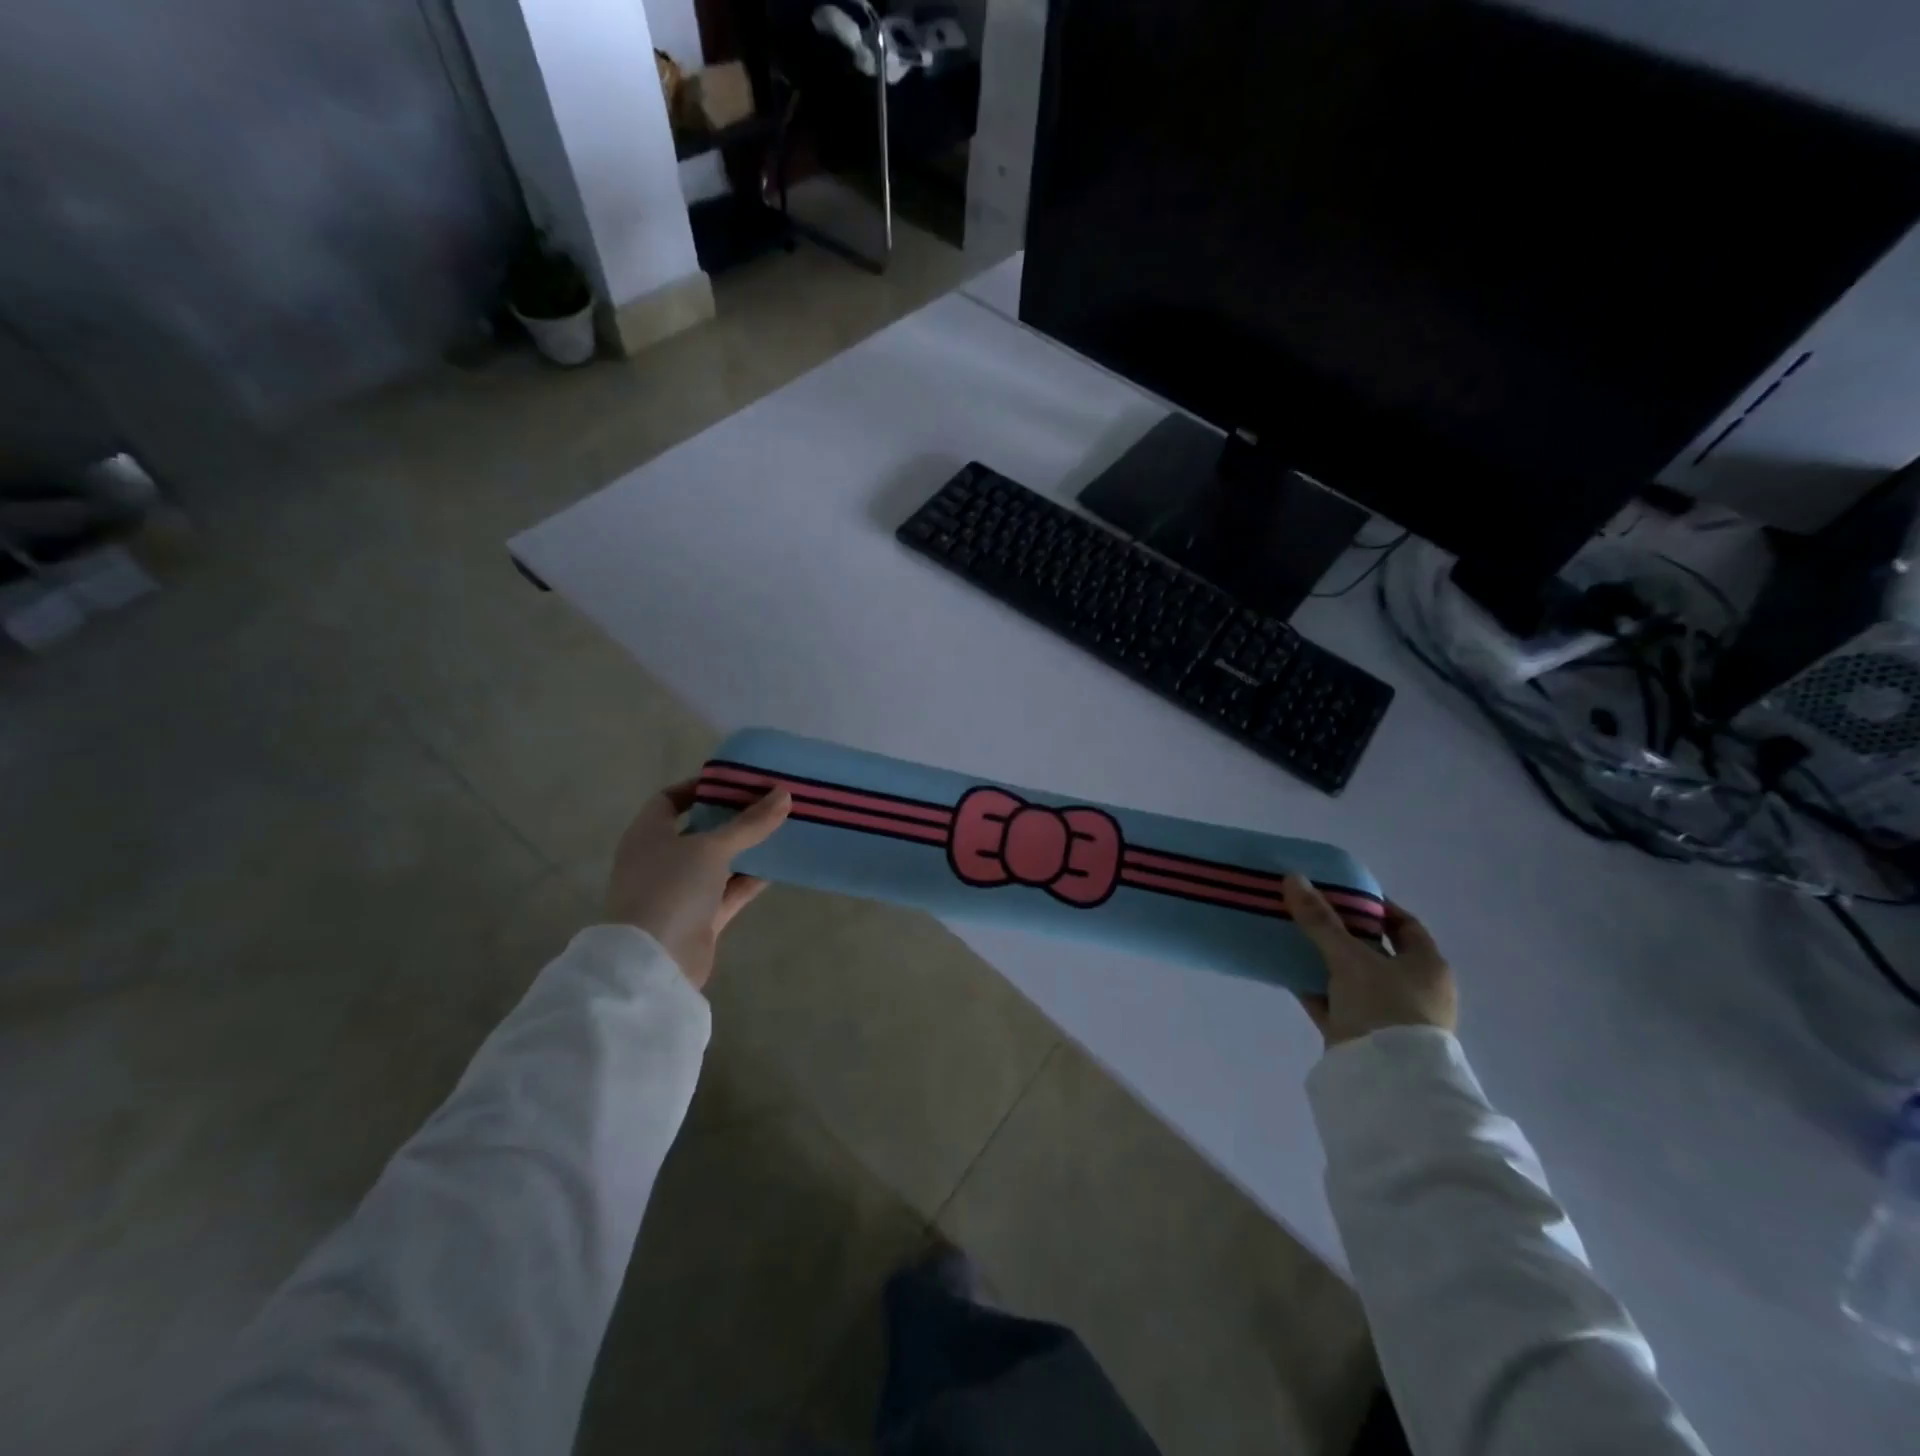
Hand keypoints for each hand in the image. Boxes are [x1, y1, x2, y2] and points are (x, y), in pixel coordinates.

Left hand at [604, 780, 791, 991]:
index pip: (670, 799)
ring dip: (745, 849)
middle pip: (699, 830)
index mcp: (648, 834)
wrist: (654, 961)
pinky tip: (778, 866)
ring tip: (780, 829)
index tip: (736, 781)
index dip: (700, 787)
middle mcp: (660, 859)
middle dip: (731, 817)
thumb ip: (750, 823)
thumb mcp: (712, 847)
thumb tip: (784, 793)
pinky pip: (728, 891)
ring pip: (717, 862)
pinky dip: (749, 880)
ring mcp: (679, 891)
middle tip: (768, 802)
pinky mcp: (699, 918)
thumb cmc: (671, 888)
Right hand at [1280, 876, 1456, 1047]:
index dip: (1374, 906)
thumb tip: (1293, 877)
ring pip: (1350, 976)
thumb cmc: (1384, 1008)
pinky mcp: (1360, 1034)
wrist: (1386, 1081)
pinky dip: (1313, 986)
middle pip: (1373, 950)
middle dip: (1340, 930)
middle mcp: (1413, 989)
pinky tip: (1285, 969)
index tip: (1340, 892)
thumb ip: (1320, 920)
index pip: (1404, 924)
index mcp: (1427, 966)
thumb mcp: (1350, 958)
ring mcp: (1387, 1014)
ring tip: (1290, 934)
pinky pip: (1333, 1001)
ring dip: (1322, 958)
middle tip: (1308, 910)